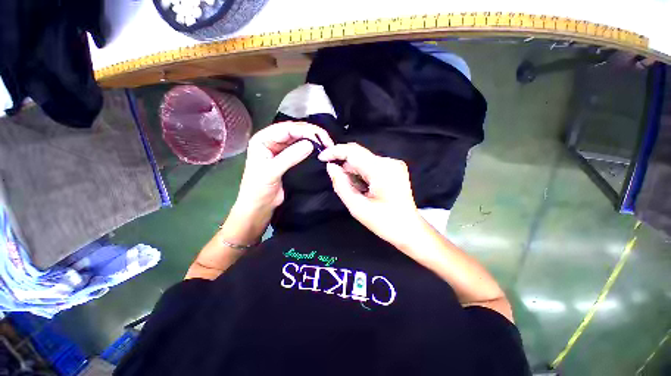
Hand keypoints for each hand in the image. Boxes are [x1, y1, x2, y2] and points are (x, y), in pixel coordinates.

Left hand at [234, 121, 333, 216]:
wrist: (259, 206)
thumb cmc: (258, 189)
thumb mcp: (272, 172)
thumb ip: (290, 157)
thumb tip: (311, 144)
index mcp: (263, 139)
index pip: (286, 128)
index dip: (305, 131)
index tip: (321, 138)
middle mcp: (271, 140)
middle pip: (294, 130)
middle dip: (311, 133)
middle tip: (327, 141)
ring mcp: (280, 149)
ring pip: (299, 138)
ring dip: (312, 139)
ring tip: (326, 144)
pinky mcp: (287, 157)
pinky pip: (300, 148)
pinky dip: (310, 147)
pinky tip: (319, 149)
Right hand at [318, 143, 423, 247]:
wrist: (409, 229)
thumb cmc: (384, 223)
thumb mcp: (357, 207)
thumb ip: (341, 185)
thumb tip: (331, 167)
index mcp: (381, 170)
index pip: (353, 152)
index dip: (335, 152)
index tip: (322, 158)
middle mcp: (389, 162)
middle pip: (359, 154)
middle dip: (344, 165)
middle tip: (339, 181)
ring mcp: (393, 164)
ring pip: (364, 160)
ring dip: (353, 171)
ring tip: (356, 190)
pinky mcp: (394, 168)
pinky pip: (371, 165)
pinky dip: (362, 173)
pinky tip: (363, 188)